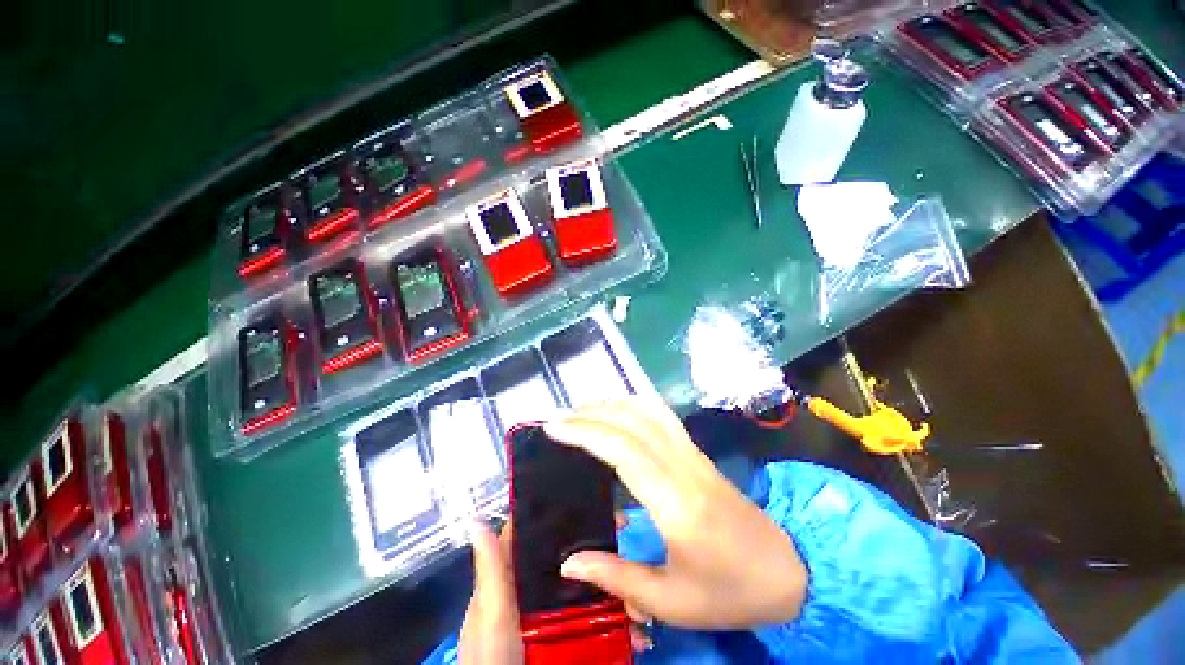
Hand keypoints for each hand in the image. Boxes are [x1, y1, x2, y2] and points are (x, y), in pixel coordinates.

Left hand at [458, 520, 652, 661]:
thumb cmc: (492, 658)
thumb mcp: (492, 614)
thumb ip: (491, 571)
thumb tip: (477, 520)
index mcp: (513, 576)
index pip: (535, 534)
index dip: (556, 514)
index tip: (587, 502)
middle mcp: (536, 590)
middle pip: (568, 558)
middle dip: (595, 549)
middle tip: (622, 537)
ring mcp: (554, 614)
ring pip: (587, 587)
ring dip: (612, 586)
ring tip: (635, 588)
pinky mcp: (570, 636)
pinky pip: (595, 619)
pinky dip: (615, 618)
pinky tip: (633, 622)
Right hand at [545, 398, 807, 629]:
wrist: (788, 572)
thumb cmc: (731, 591)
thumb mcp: (672, 602)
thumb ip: (616, 577)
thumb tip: (568, 563)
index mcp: (676, 503)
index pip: (623, 450)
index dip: (585, 433)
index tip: (553, 428)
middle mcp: (683, 467)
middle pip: (632, 423)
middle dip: (589, 415)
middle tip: (557, 418)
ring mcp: (693, 454)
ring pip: (648, 412)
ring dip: (612, 404)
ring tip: (580, 410)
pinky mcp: (697, 453)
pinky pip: (662, 416)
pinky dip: (635, 405)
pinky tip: (618, 410)